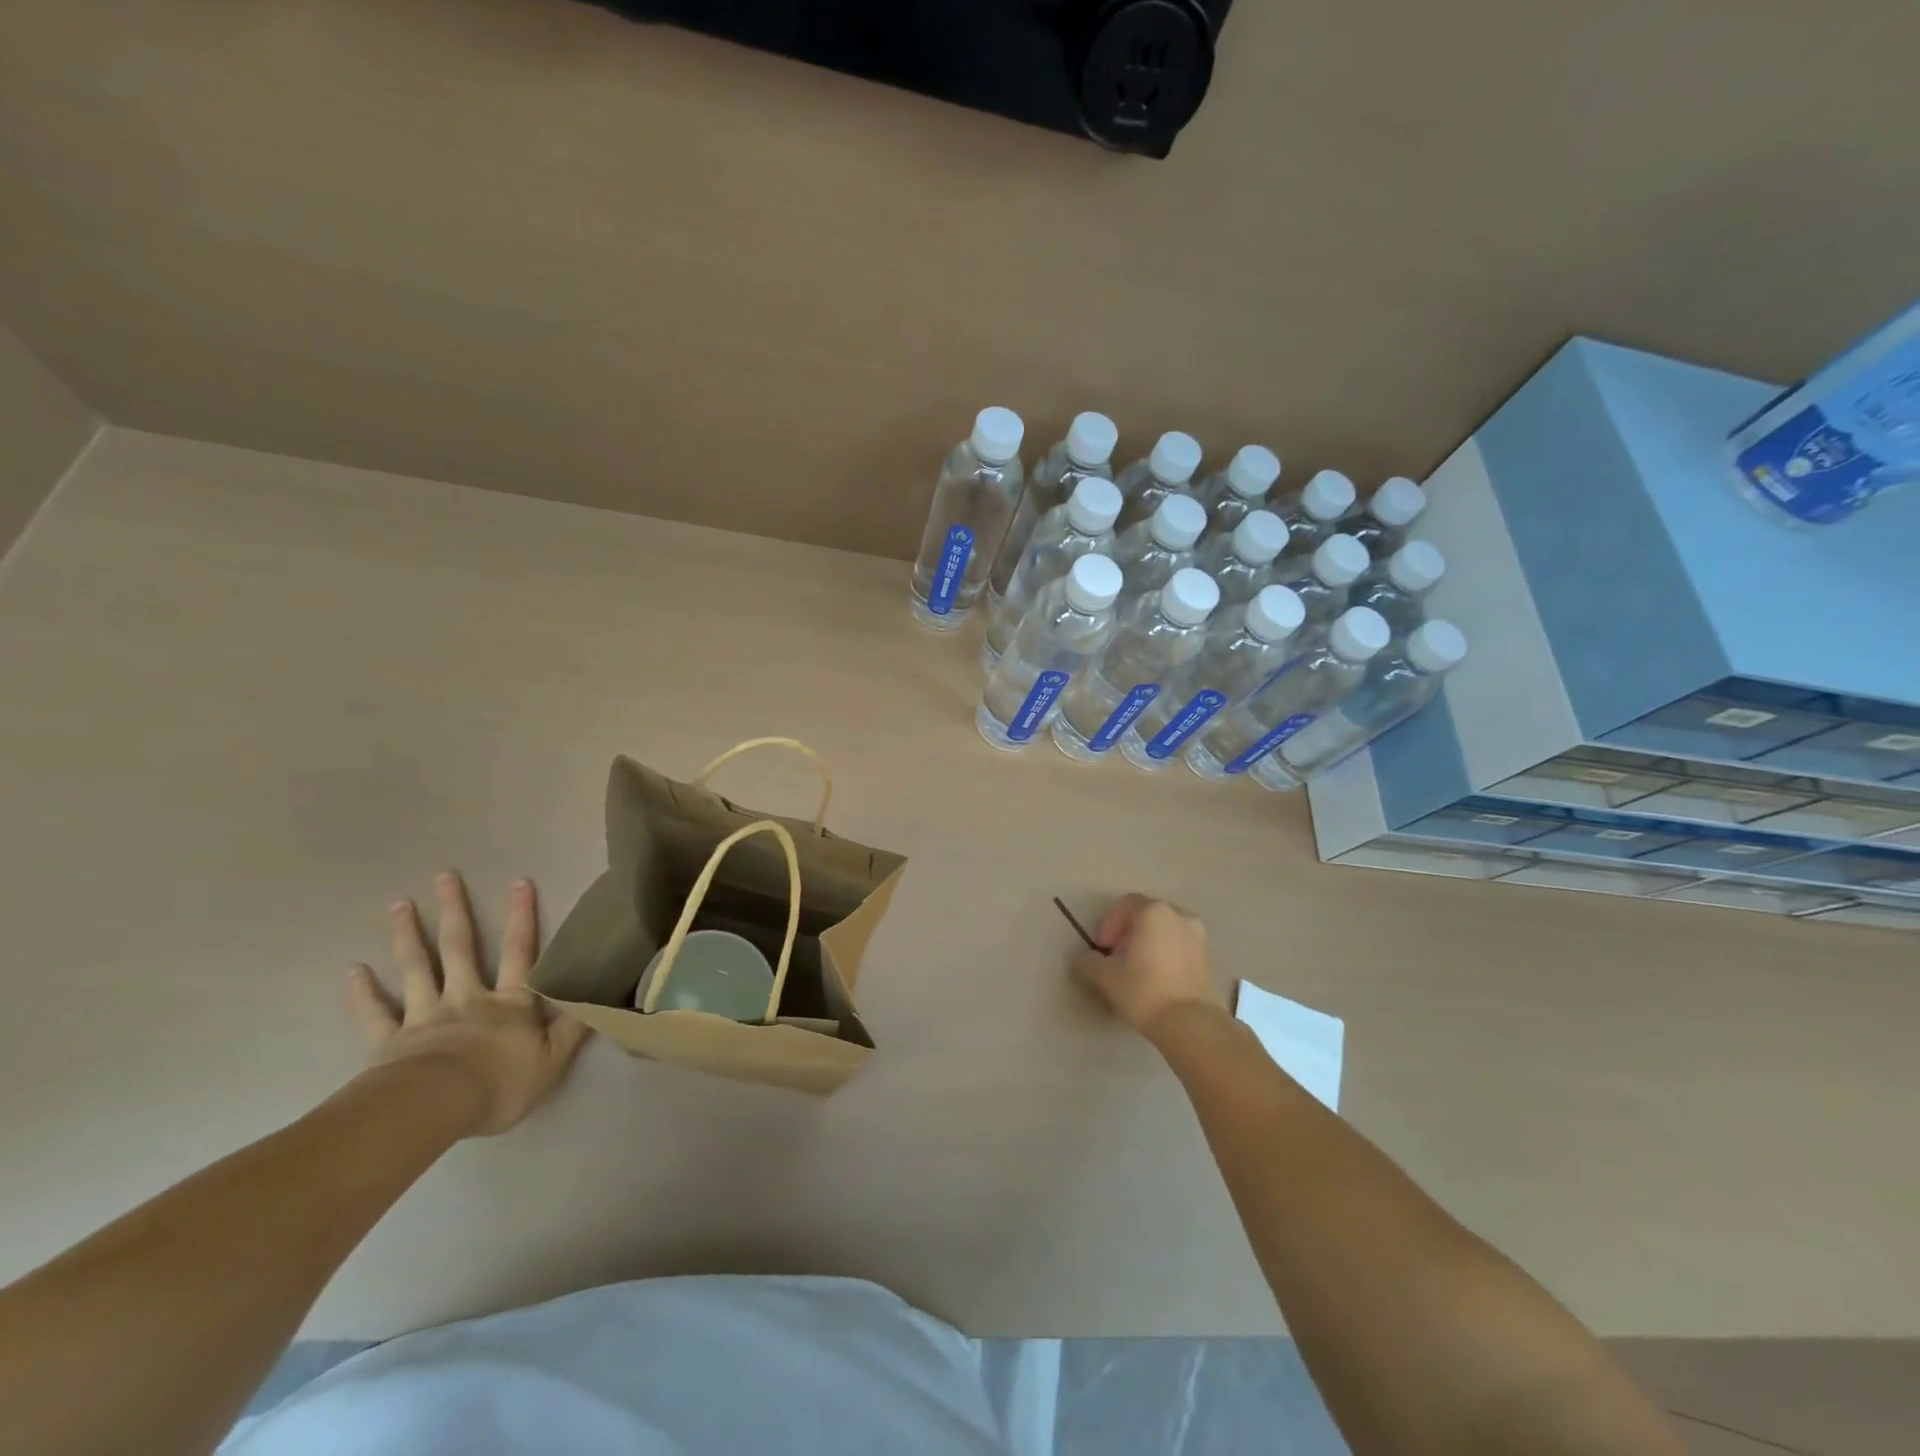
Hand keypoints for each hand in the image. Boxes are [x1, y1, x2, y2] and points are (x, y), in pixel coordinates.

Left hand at [347, 872, 589, 1136]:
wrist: (433, 1109)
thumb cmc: (499, 1084)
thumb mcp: (551, 1062)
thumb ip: (572, 1029)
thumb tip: (596, 996)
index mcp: (509, 1003)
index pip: (521, 952)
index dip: (522, 917)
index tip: (519, 881)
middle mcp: (467, 998)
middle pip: (461, 948)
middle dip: (455, 910)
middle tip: (444, 876)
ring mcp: (426, 1015)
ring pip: (417, 968)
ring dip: (408, 935)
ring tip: (399, 904)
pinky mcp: (390, 1040)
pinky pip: (376, 1013)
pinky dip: (364, 992)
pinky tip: (354, 971)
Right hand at [1073, 893, 1224, 1037]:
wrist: (1191, 1024)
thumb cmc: (1144, 991)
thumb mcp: (1105, 977)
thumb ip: (1088, 962)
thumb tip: (1085, 960)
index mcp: (1154, 912)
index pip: (1125, 905)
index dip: (1109, 924)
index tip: (1103, 949)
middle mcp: (1179, 915)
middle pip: (1147, 916)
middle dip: (1129, 933)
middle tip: (1117, 958)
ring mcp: (1199, 936)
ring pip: (1166, 931)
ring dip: (1150, 944)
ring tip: (1139, 971)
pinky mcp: (1210, 958)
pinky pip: (1181, 947)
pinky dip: (1168, 955)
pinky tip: (1159, 981)